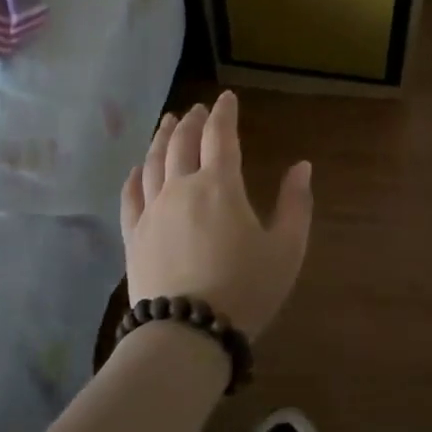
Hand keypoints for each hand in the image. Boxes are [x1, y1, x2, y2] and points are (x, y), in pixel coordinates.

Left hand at [120, 92, 313, 338]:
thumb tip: (302, 166)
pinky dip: (134, 176)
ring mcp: (152, 211)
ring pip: (153, 162)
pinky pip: (130, 196)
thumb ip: (296, 204)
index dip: (224, 113)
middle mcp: (181, 188)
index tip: (226, 98)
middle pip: (182, 143)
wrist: (187, 333)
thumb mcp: (286, 249)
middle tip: (196, 109)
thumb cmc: (245, 289)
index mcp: (220, 186)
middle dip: (191, 121)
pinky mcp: (133, 236)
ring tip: (167, 124)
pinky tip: (137, 169)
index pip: (220, 136)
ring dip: (162, 138)